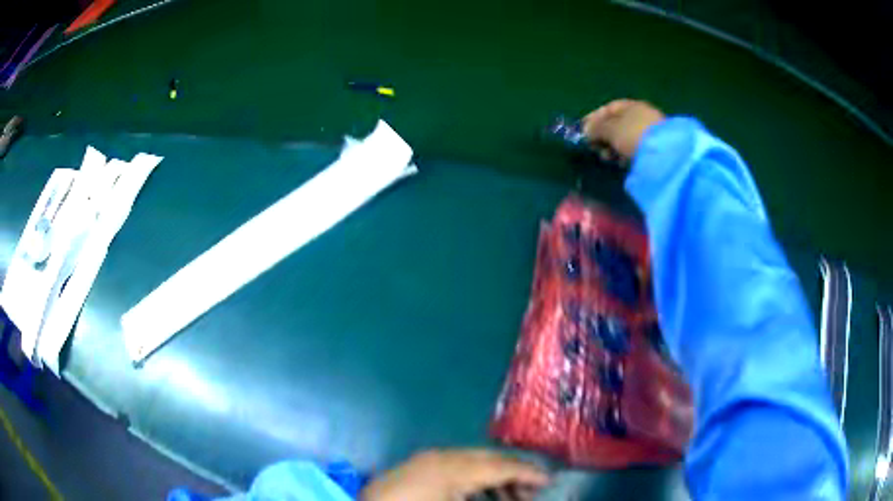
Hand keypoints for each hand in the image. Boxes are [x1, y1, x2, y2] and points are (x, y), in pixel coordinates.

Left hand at [360, 449, 549, 500]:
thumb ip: (492, 500)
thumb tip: (515, 496)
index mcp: (455, 468)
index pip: (502, 466)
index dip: (529, 473)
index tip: (550, 480)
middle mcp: (443, 456)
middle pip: (490, 458)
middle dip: (514, 471)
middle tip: (534, 489)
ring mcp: (427, 458)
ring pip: (474, 460)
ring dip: (495, 475)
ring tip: (509, 495)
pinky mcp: (417, 464)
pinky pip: (456, 464)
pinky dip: (474, 476)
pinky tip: (479, 492)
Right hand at [582, 100, 664, 162]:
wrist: (664, 153)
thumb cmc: (633, 134)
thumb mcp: (610, 129)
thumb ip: (596, 128)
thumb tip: (587, 130)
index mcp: (632, 105)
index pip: (609, 109)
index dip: (594, 118)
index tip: (583, 130)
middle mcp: (642, 115)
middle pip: (617, 124)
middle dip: (603, 135)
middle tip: (594, 147)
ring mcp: (650, 132)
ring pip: (625, 138)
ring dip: (613, 147)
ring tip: (607, 158)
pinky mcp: (655, 149)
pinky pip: (634, 149)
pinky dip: (625, 154)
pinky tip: (621, 162)